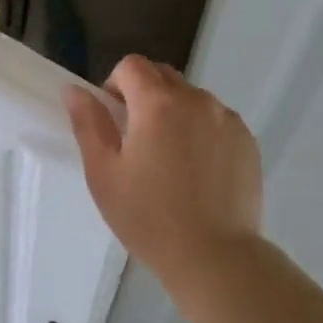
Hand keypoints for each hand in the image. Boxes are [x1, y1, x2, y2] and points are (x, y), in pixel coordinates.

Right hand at [63, 55, 262, 281]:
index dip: (115, 84)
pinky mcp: (248, 141)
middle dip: (144, 94)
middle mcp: (197, 100)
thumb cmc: (148, 218)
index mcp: (158, 104)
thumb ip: (88, 124)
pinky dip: (202, 131)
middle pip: (164, 76)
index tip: (113, 119)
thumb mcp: (104, 174)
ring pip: (192, 98)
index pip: (132, 65)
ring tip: (171, 160)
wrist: (214, 256)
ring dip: (175, 113)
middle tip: (137, 140)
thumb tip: (74, 90)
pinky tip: (198, 172)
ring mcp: (227, 120)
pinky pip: (217, 121)